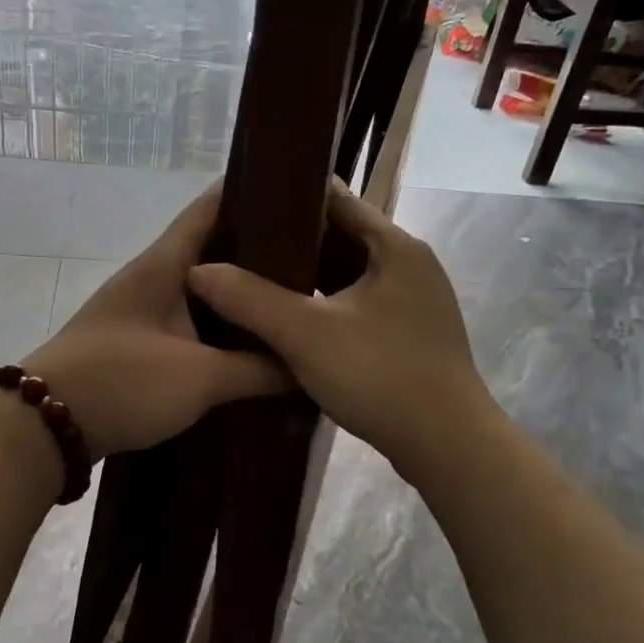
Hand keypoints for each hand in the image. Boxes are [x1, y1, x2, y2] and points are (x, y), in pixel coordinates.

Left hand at [21, 186, 289, 458]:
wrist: (47, 425)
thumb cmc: (125, 382)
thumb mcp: (200, 378)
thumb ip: (257, 369)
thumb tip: (304, 364)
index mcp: (163, 264)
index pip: (211, 207)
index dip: (252, 192)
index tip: (299, 195)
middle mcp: (149, 276)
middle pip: (210, 247)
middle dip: (256, 250)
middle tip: (311, 261)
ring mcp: (137, 308)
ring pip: (198, 288)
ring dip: (235, 292)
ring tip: (285, 300)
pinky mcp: (132, 340)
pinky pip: (184, 319)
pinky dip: (214, 324)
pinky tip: (242, 342)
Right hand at [187, 181, 490, 478]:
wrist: (446, 446)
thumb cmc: (381, 376)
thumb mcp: (306, 334)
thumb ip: (249, 298)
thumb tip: (197, 271)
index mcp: (395, 246)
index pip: (335, 198)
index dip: (288, 196)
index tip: (242, 204)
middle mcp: (410, 264)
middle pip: (341, 237)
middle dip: (291, 242)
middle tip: (238, 248)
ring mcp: (413, 302)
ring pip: (348, 276)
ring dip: (307, 278)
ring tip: (254, 282)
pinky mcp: (410, 335)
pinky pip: (358, 306)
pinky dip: (325, 307)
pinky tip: (291, 323)